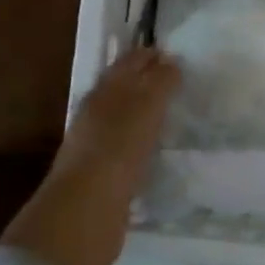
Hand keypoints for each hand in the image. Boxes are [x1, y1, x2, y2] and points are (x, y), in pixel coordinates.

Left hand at [1, 47, 180, 264]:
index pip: (128, 65)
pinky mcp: (107, 176)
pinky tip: (161, 145)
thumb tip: (172, 61)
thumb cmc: (117, 151)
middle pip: (124, 90)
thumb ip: (160, 83)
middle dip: (146, 81)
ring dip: (147, 112)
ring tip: (174, 109)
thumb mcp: (145, 108)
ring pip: (126, 119)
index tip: (173, 53)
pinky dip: (145, 140)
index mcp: (103, 95)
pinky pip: (130, 147)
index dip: (148, 57)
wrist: (86, 212)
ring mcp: (99, 147)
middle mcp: (97, 116)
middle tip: (178, 78)